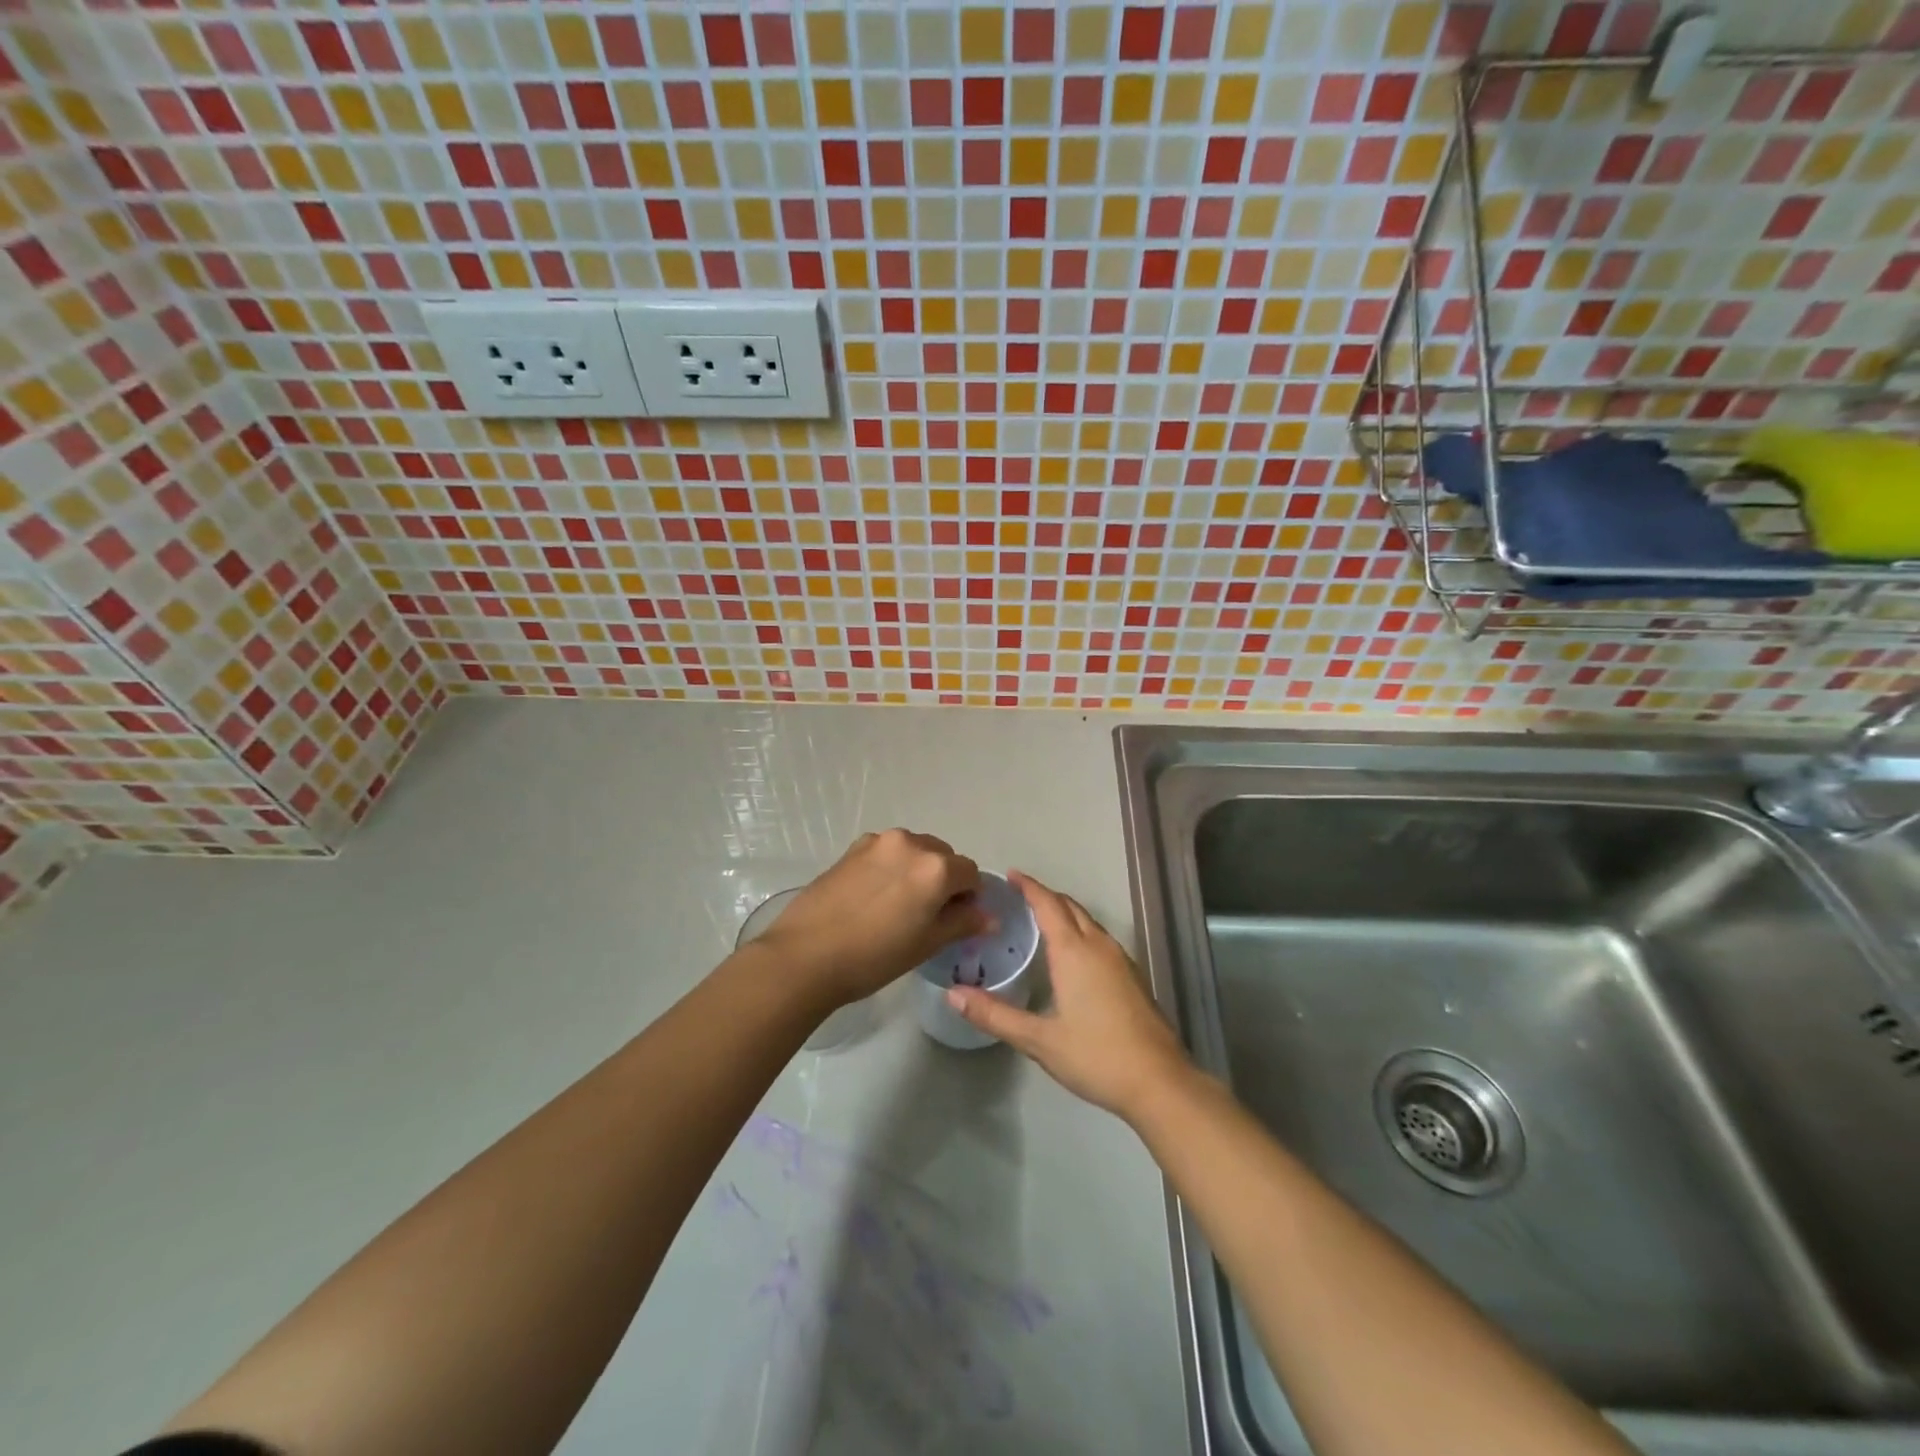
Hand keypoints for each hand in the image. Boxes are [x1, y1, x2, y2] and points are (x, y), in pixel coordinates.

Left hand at [755, 829, 985, 1007]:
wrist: (806, 954)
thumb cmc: (874, 956)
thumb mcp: (926, 944)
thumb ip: (962, 923)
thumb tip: (989, 916)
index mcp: (936, 867)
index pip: (970, 873)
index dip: (969, 897)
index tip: (956, 920)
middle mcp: (911, 843)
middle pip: (943, 856)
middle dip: (944, 880)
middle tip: (927, 914)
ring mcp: (878, 842)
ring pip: (914, 850)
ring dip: (917, 870)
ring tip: (897, 905)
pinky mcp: (853, 848)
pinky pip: (887, 852)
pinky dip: (891, 867)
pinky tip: (874, 897)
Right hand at [945, 871, 1191, 1121]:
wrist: (1159, 1081)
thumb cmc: (1096, 1056)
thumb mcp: (1039, 1040)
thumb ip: (995, 1015)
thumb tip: (953, 994)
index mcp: (1074, 951)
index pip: (1048, 905)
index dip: (1029, 887)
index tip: (1011, 875)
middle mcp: (1099, 946)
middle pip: (1070, 907)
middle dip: (1046, 896)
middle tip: (1019, 896)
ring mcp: (1121, 960)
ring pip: (1089, 922)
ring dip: (1065, 913)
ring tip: (1041, 920)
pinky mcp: (1132, 976)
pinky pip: (1100, 938)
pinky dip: (1080, 931)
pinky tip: (1072, 954)